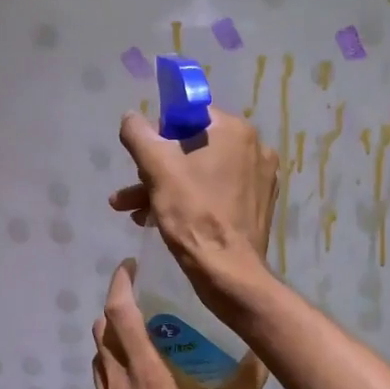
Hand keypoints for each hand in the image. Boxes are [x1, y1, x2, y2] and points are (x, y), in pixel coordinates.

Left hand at [92, 261, 265, 388]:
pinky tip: (138, 378)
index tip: (130, 266)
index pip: (120, 314)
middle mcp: (119, 382)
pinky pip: (102, 383)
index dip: (120, 284)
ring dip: (110, 337)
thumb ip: (246, 382)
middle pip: (102, 330)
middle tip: (142, 298)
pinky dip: (112, 366)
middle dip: (115, 307)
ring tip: (140, 333)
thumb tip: (265, 351)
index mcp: (145, 372)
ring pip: (98, 357)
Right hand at [109, 108, 280, 305]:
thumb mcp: (157, 169)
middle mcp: (254, 148)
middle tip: (130, 193)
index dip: (160, 135)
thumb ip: (139, 135)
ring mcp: (259, 178)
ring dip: (165, 189)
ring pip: (201, 173)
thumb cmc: (194, 215)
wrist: (228, 273)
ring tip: (134, 212)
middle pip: (193, 147)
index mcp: (235, 131)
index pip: (189, 115)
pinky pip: (216, 193)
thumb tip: (131, 116)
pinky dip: (189, 201)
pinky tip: (160, 221)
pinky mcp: (256, 205)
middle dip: (156, 169)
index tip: (144, 160)